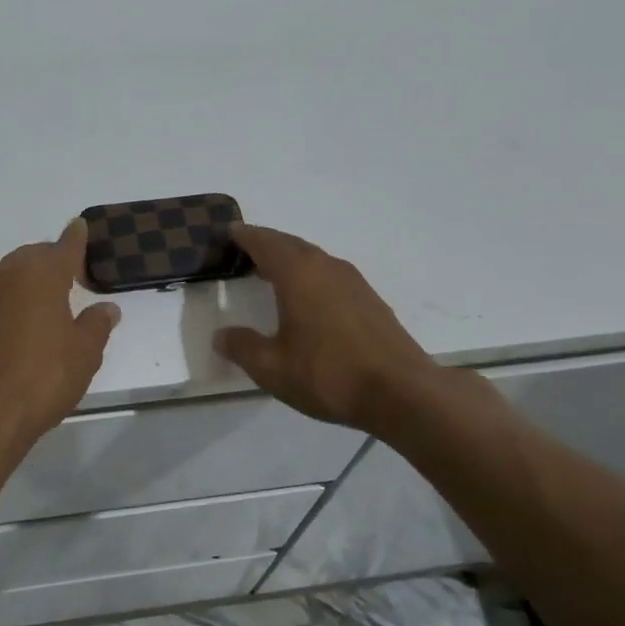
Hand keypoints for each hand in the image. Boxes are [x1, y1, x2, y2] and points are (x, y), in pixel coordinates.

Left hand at [0, 219, 120, 446]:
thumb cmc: (44, 375)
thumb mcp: (85, 351)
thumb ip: (97, 324)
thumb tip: (106, 308)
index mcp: (41, 272)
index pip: (64, 246)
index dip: (76, 238)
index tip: (80, 226)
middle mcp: (9, 273)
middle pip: (35, 256)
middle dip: (54, 262)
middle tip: (75, 278)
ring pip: (13, 274)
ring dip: (31, 280)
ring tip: (51, 301)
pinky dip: (14, 299)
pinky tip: (26, 321)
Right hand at [215, 224, 442, 437]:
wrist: (402, 393)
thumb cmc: (328, 374)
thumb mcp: (272, 368)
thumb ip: (242, 347)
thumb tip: (222, 335)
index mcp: (297, 274)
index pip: (264, 242)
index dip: (244, 236)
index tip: (229, 233)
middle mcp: (325, 267)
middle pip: (290, 244)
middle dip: (266, 245)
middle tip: (245, 253)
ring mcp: (353, 282)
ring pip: (313, 258)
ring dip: (290, 260)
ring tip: (272, 274)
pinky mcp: (370, 300)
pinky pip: (330, 275)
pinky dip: (311, 276)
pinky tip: (308, 300)